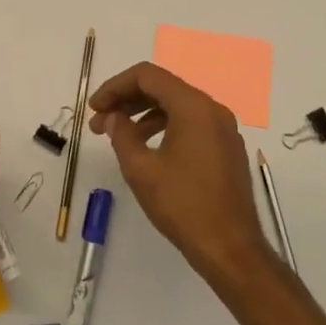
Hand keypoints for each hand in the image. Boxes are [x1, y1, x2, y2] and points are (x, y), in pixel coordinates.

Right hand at [89, 62, 270, 281]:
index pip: (147, 76)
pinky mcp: (227, 147)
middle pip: (163, 87)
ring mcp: (224, 128)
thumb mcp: (141, 169)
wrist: (230, 248)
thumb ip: (122, 135)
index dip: (115, 86)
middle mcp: (212, 109)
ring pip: (177, 105)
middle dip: (128, 100)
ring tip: (119, 136)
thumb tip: (113, 118)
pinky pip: (192, 123)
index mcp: (193, 106)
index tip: (94, 108)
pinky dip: (166, 126)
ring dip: (145, 114)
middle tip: (100, 122)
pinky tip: (148, 148)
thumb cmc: (183, 206)